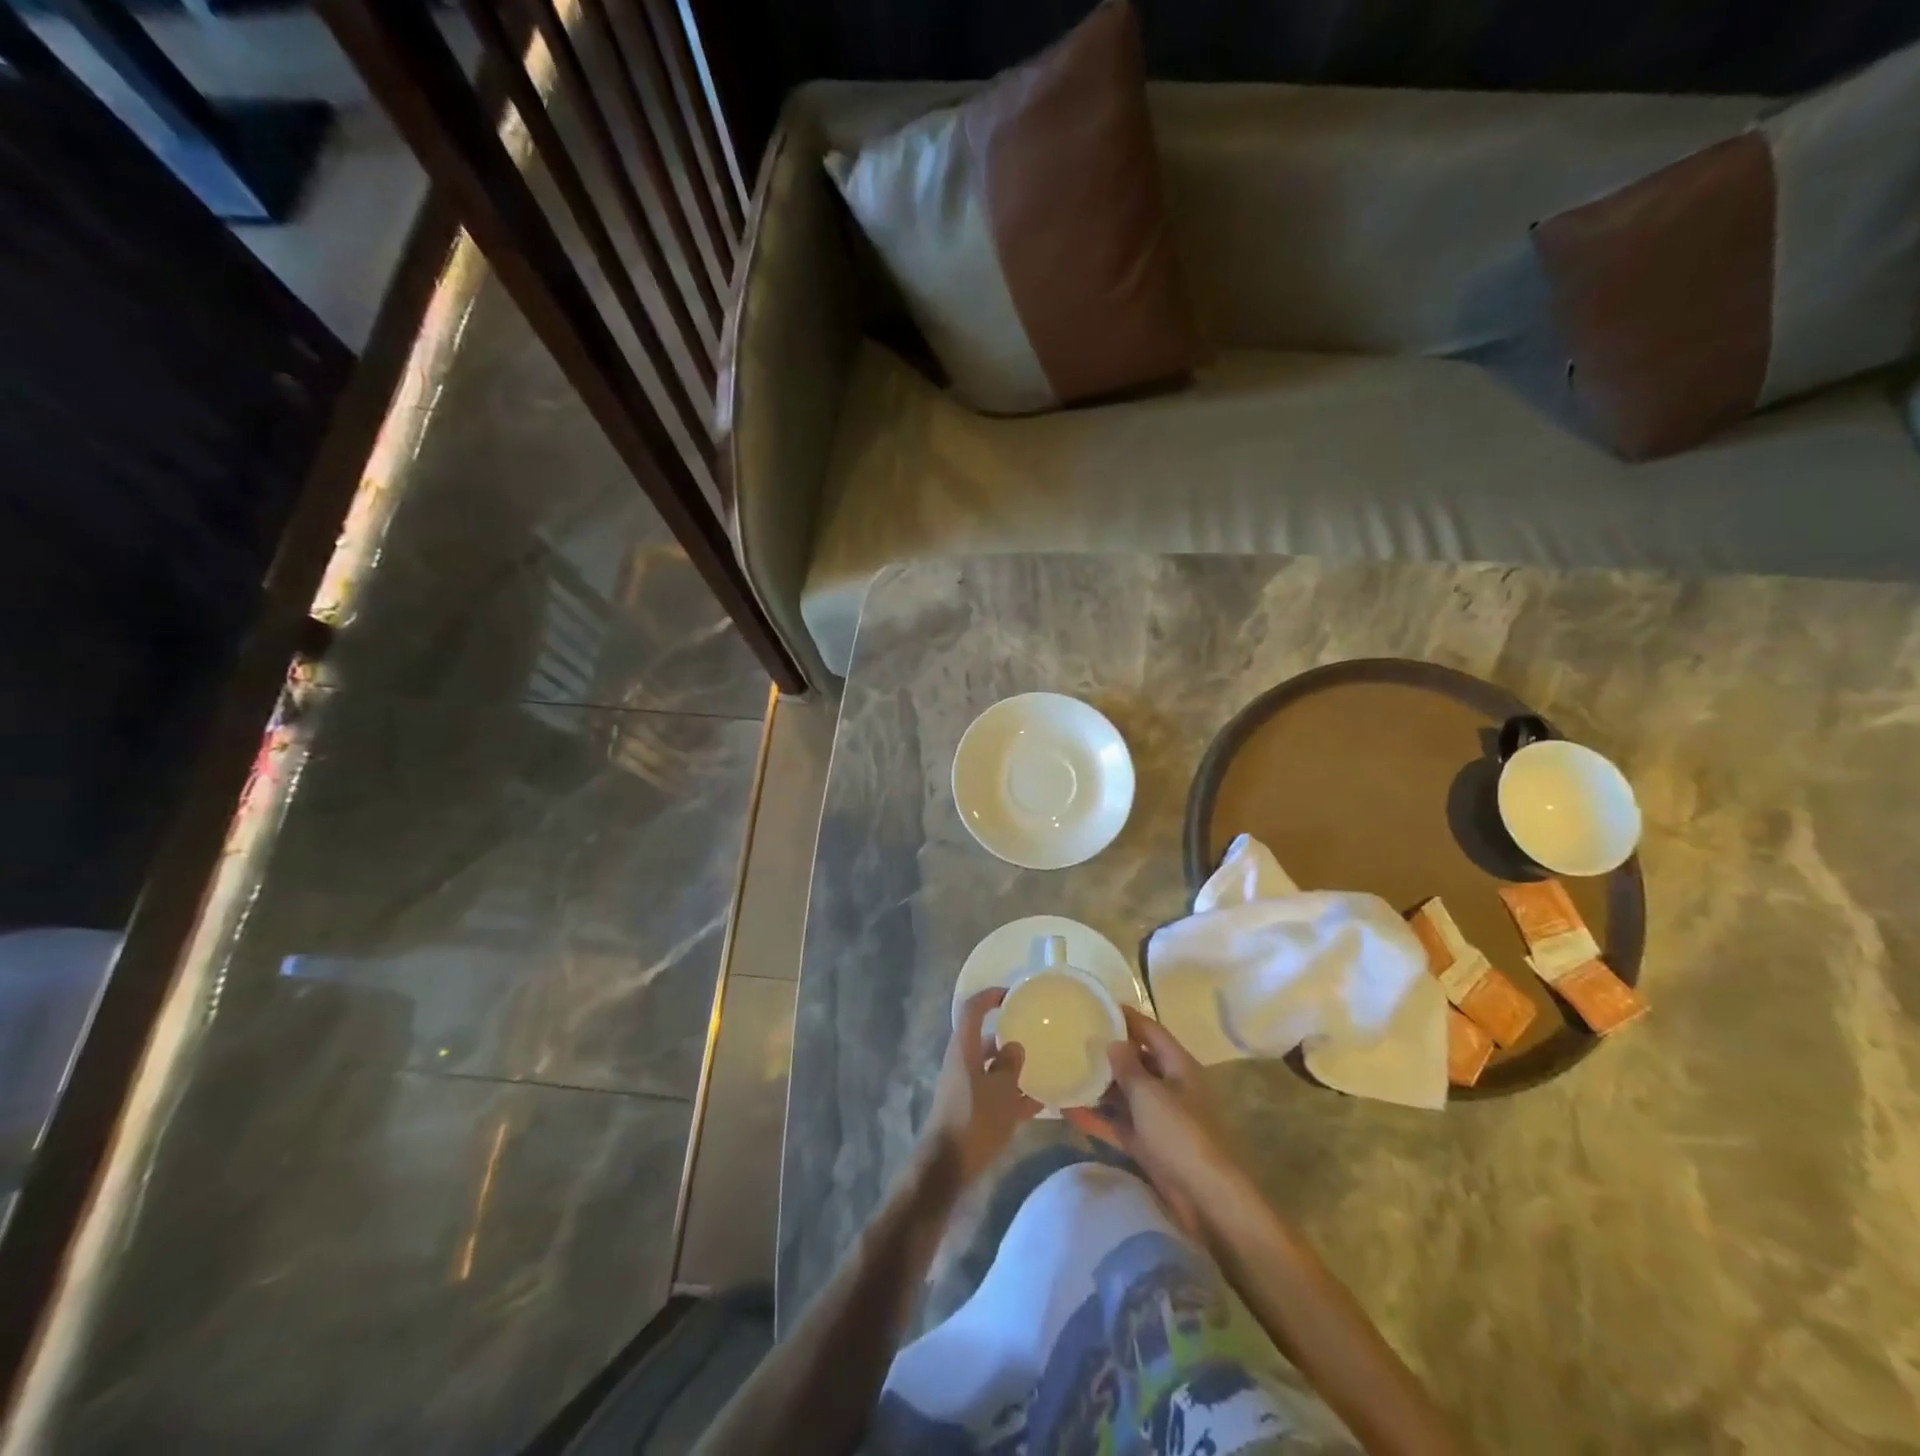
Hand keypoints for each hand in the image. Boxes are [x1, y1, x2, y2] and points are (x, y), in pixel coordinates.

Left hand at [915, 988, 1039, 1188]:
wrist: (948, 1168)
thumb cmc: (974, 1121)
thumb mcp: (1001, 1091)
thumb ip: (1010, 1065)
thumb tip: (1015, 1046)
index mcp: (963, 1049)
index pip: (972, 1009)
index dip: (990, 996)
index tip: (1013, 995)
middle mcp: (961, 1062)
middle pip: (984, 1039)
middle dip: (1009, 1035)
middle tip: (1036, 1034)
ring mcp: (964, 1087)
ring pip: (991, 1068)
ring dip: (1013, 1067)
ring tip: (1044, 1068)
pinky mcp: (970, 1110)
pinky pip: (994, 1093)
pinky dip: (1013, 1094)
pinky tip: (1039, 1103)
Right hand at [1066, 1006, 1242, 1234]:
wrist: (1204, 1197)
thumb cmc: (1179, 1133)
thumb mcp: (1149, 1093)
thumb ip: (1128, 1066)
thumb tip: (1113, 1042)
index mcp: (1179, 1066)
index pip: (1150, 1031)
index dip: (1127, 1017)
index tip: (1098, 1006)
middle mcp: (1171, 1086)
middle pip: (1137, 1061)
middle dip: (1109, 1052)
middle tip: (1075, 1040)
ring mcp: (1160, 1116)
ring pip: (1126, 1093)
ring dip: (1100, 1086)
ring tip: (1067, 1071)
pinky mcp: (1149, 1143)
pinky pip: (1120, 1122)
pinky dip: (1099, 1117)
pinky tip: (1070, 1111)